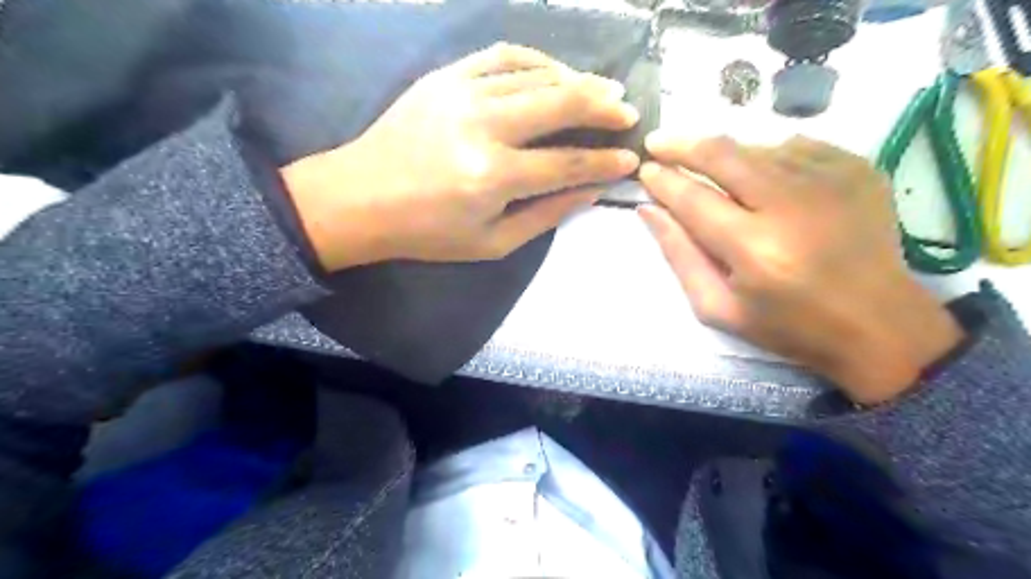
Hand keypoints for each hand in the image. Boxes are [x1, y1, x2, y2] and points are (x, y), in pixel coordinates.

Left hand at [280, 43, 636, 270]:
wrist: (361, 199)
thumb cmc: (427, 232)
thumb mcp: (491, 243)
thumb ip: (545, 216)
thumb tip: (591, 192)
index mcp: (493, 177)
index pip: (568, 164)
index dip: (605, 162)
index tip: (630, 159)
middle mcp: (483, 126)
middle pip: (561, 105)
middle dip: (603, 107)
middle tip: (628, 112)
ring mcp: (462, 93)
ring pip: (537, 75)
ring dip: (577, 81)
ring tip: (602, 90)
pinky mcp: (446, 76)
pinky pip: (503, 57)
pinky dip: (537, 61)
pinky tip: (556, 72)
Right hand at [641, 132, 963, 404]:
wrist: (879, 325)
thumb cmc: (789, 326)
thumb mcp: (719, 307)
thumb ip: (679, 256)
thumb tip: (649, 210)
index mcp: (754, 248)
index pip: (693, 198)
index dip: (663, 180)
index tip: (645, 170)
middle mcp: (791, 205)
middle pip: (724, 155)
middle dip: (683, 145)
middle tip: (659, 142)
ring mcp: (830, 180)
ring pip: (757, 146)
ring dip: (724, 154)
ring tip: (708, 167)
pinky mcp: (857, 169)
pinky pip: (796, 146)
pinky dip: (767, 155)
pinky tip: (760, 175)